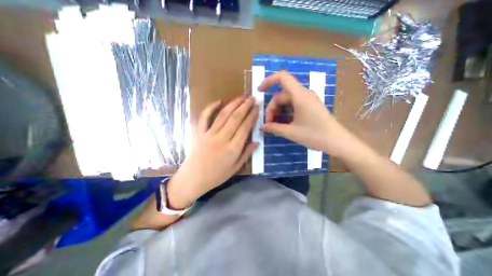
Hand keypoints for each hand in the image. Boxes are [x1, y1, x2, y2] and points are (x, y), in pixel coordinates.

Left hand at [166, 96, 257, 207]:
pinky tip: (218, 101)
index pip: (245, 128)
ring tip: (241, 97)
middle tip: (252, 98)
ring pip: (223, 115)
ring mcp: (209, 134)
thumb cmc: (216, 176)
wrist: (193, 178)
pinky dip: (210, 108)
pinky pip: (204, 117)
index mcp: (232, 149)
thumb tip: (257, 142)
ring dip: (233, 104)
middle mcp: (222, 139)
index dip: (251, 116)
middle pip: (235, 118)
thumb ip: (246, 154)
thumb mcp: (235, 168)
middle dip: (245, 106)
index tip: (257, 108)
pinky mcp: (199, 132)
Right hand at [259, 72, 350, 156]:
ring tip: (275, 126)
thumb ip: (274, 128)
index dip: (269, 81)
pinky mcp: (310, 106)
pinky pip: (293, 105)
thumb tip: (262, 127)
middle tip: (269, 124)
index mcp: (300, 96)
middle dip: (272, 108)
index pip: (282, 78)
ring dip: (278, 111)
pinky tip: (283, 124)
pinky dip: (285, 113)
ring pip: (286, 101)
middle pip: (281, 95)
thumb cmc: (315, 135)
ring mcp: (307, 100)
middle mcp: (304, 94)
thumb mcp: (291, 132)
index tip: (259, 91)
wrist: (338, 142)